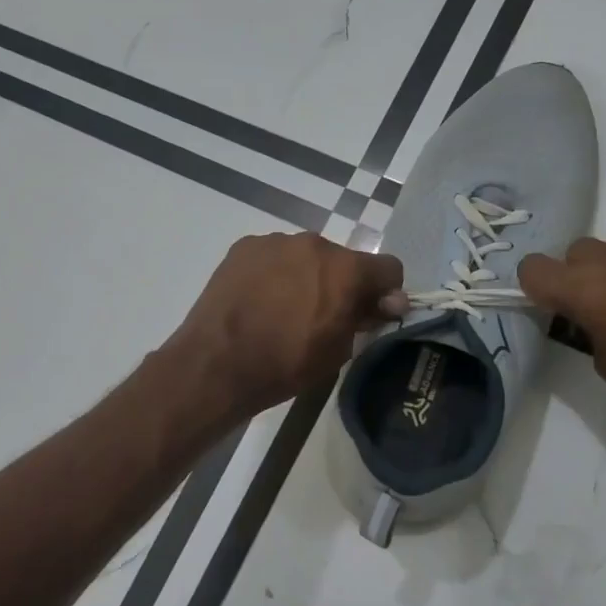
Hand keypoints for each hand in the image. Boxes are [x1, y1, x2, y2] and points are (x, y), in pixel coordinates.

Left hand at [166, 232, 404, 417]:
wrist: (217, 363)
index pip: (388, 268)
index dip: (385, 292)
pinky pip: (273, 256)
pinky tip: (258, 300)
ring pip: (305, 256)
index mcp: (346, 269)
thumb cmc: (285, 364)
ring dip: (305, 275)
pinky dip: (273, 273)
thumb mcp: (337, 350)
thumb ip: (365, 318)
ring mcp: (275, 241)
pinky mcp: (244, 247)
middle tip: (320, 316)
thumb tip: (389, 302)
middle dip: (340, 283)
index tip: (371, 313)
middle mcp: (314, 244)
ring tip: (282, 309)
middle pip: (342, 260)